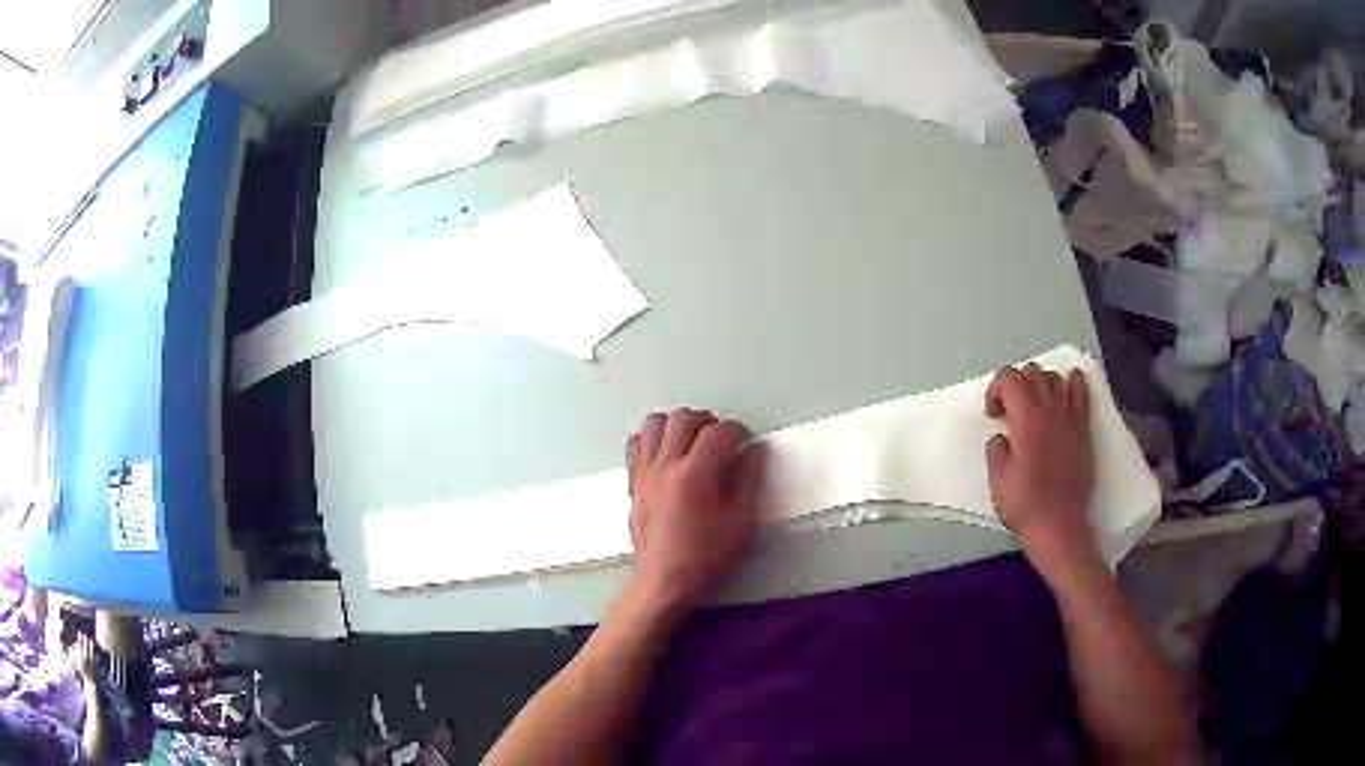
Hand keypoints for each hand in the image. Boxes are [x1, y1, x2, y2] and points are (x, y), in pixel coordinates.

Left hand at [626, 409, 766, 611]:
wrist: (663, 580)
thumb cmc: (704, 557)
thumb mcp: (740, 523)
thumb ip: (750, 481)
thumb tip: (755, 451)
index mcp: (694, 474)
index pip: (718, 432)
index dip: (737, 431)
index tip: (745, 441)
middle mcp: (665, 465)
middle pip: (683, 418)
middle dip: (707, 421)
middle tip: (720, 438)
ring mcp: (644, 471)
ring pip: (655, 423)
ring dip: (676, 424)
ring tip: (691, 440)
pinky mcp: (632, 481)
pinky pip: (636, 443)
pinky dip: (652, 439)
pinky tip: (666, 454)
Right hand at [984, 364, 1099, 578]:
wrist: (1059, 526)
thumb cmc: (1025, 505)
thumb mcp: (997, 478)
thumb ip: (996, 449)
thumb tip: (1002, 438)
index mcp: (1026, 418)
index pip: (1009, 379)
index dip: (996, 390)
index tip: (993, 413)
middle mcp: (1050, 409)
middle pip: (1032, 373)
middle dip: (1016, 383)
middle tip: (1008, 408)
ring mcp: (1070, 418)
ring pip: (1055, 378)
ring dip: (1040, 382)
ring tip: (1033, 402)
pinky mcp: (1083, 430)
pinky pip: (1081, 394)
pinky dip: (1073, 382)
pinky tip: (1069, 383)